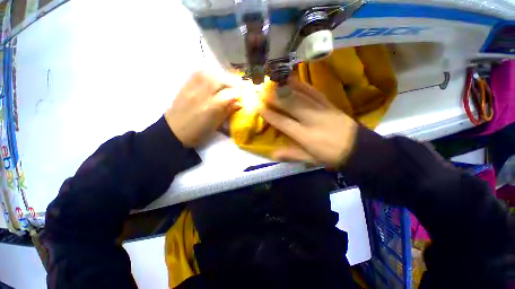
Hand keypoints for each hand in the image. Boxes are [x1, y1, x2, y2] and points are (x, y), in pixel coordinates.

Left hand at [165, 71, 240, 146]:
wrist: (173, 131)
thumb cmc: (197, 133)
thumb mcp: (215, 126)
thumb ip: (227, 112)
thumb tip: (239, 103)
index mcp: (210, 108)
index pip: (229, 94)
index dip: (239, 93)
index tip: (243, 95)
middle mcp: (201, 94)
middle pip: (220, 79)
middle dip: (232, 82)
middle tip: (237, 87)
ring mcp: (192, 88)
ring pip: (210, 73)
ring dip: (221, 76)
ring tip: (226, 82)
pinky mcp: (185, 85)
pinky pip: (198, 73)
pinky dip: (209, 73)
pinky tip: (213, 78)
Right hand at [260, 76, 357, 167]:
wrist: (359, 148)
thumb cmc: (330, 155)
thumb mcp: (310, 159)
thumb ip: (291, 155)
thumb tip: (273, 154)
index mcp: (305, 135)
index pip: (283, 123)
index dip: (270, 115)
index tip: (259, 107)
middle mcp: (311, 120)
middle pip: (291, 105)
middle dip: (275, 97)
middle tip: (263, 91)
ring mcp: (321, 110)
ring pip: (301, 96)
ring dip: (287, 88)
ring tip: (275, 82)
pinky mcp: (329, 104)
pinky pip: (314, 92)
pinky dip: (303, 85)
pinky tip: (294, 79)